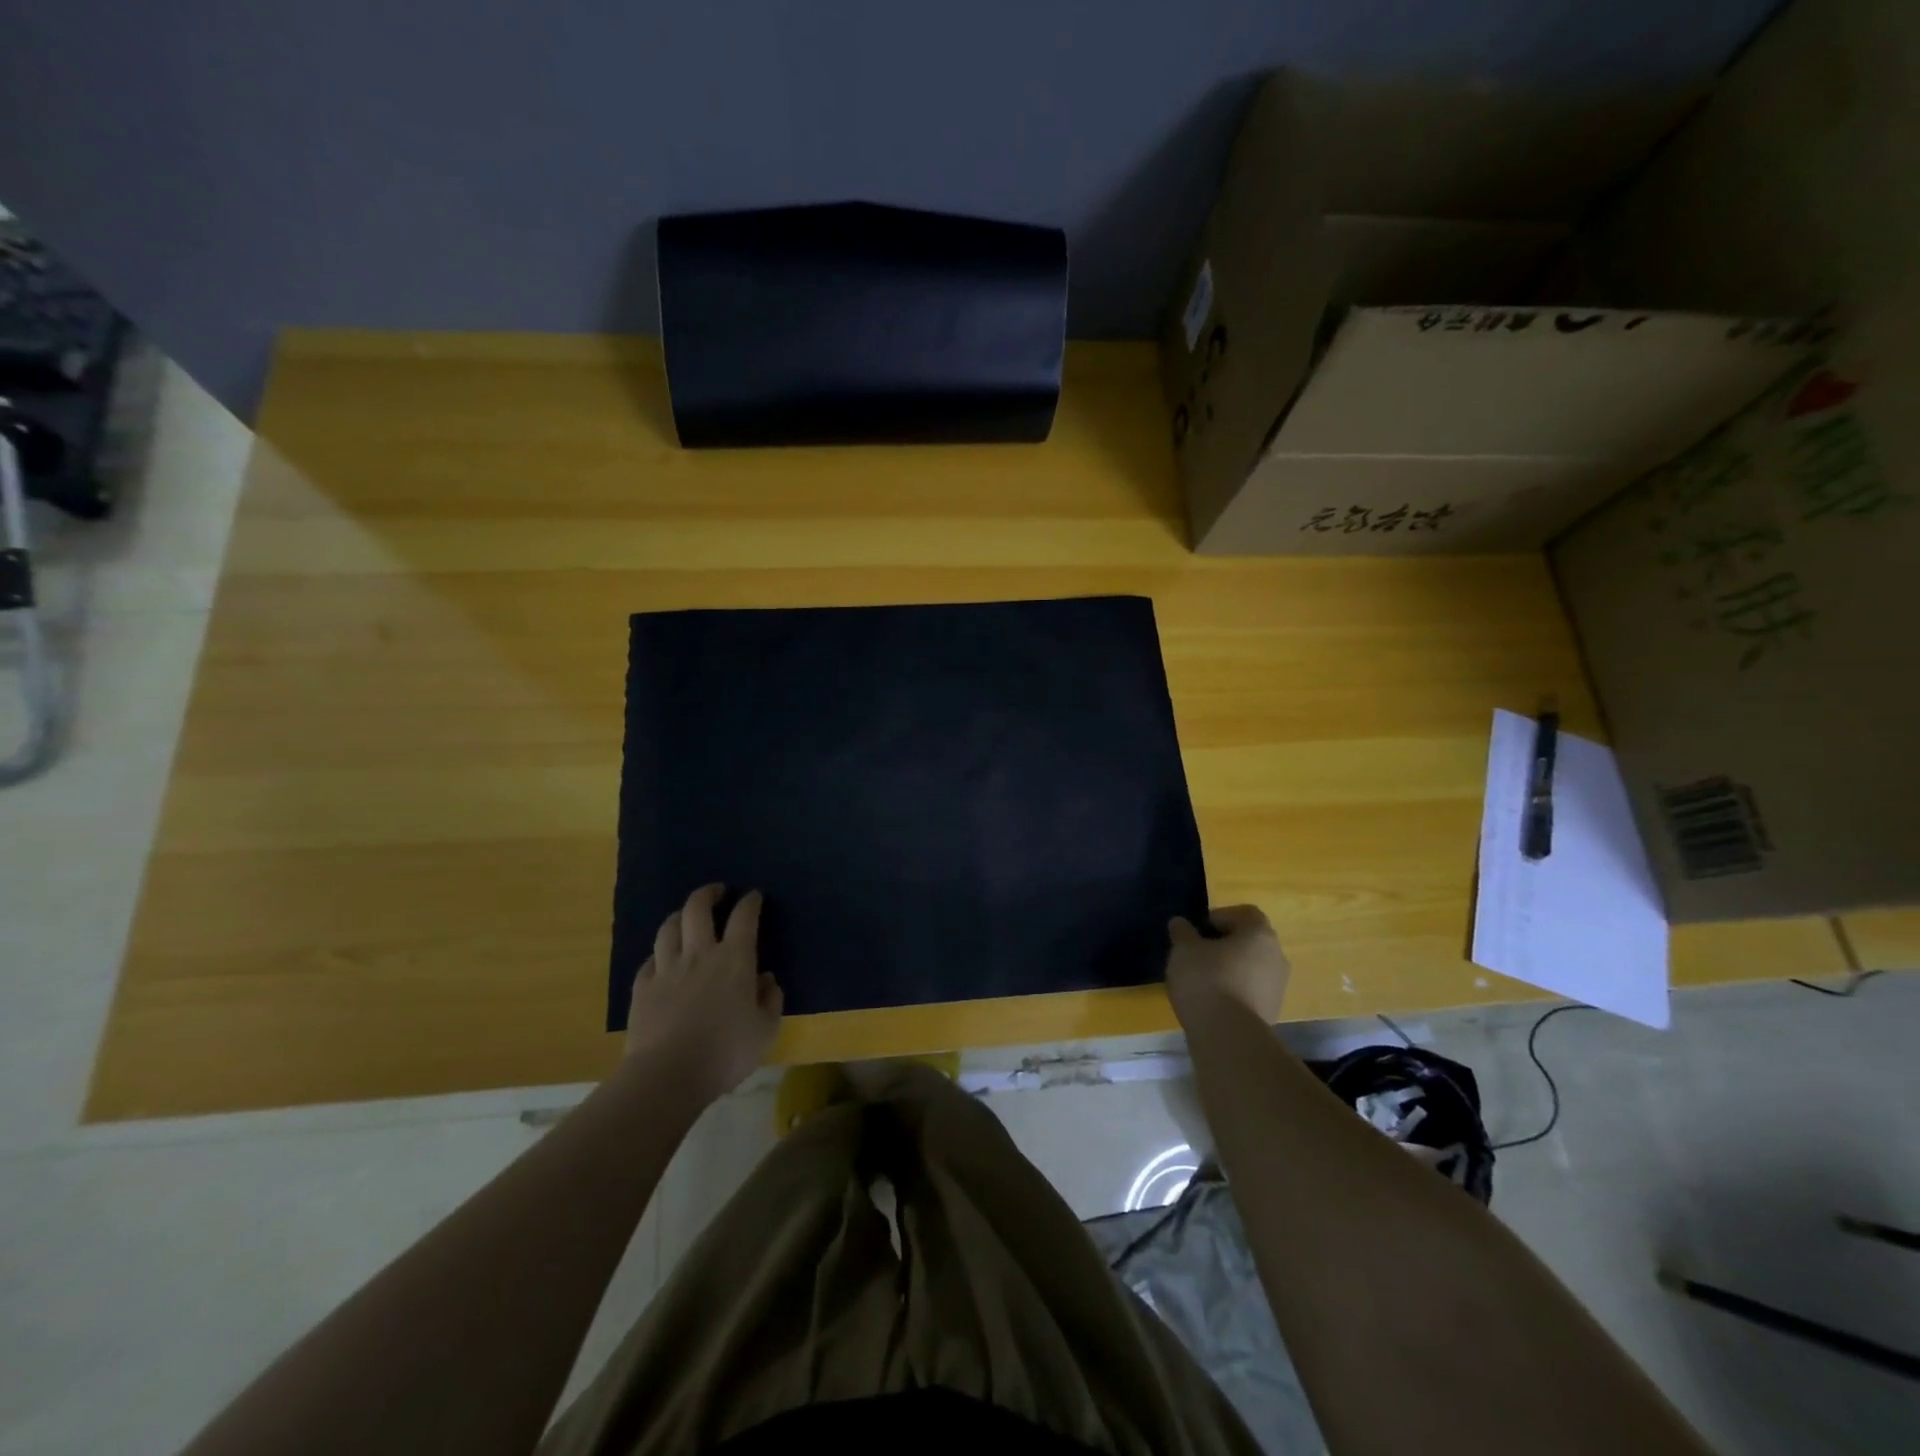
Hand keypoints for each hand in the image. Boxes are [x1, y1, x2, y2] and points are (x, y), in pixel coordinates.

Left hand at [625, 885, 782, 1101]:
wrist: (668, 1075)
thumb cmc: (726, 1052)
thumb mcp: (765, 1031)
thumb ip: (770, 1000)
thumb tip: (767, 979)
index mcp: (734, 960)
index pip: (744, 917)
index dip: (750, 902)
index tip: (754, 896)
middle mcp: (700, 955)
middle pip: (697, 909)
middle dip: (708, 894)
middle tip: (717, 892)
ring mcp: (667, 970)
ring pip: (668, 928)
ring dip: (679, 916)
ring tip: (686, 917)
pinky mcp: (642, 989)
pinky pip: (649, 961)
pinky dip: (659, 954)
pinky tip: (662, 960)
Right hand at [1165, 904, 1289, 1026]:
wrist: (1229, 1037)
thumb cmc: (1207, 980)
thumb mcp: (1184, 950)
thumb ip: (1182, 932)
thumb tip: (1181, 923)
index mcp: (1259, 934)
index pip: (1245, 913)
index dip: (1221, 917)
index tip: (1199, 929)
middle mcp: (1276, 956)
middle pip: (1250, 941)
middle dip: (1224, 944)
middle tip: (1198, 953)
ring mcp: (1277, 987)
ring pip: (1251, 968)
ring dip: (1229, 969)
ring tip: (1201, 980)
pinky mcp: (1272, 1012)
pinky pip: (1250, 991)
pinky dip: (1234, 991)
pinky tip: (1211, 1001)